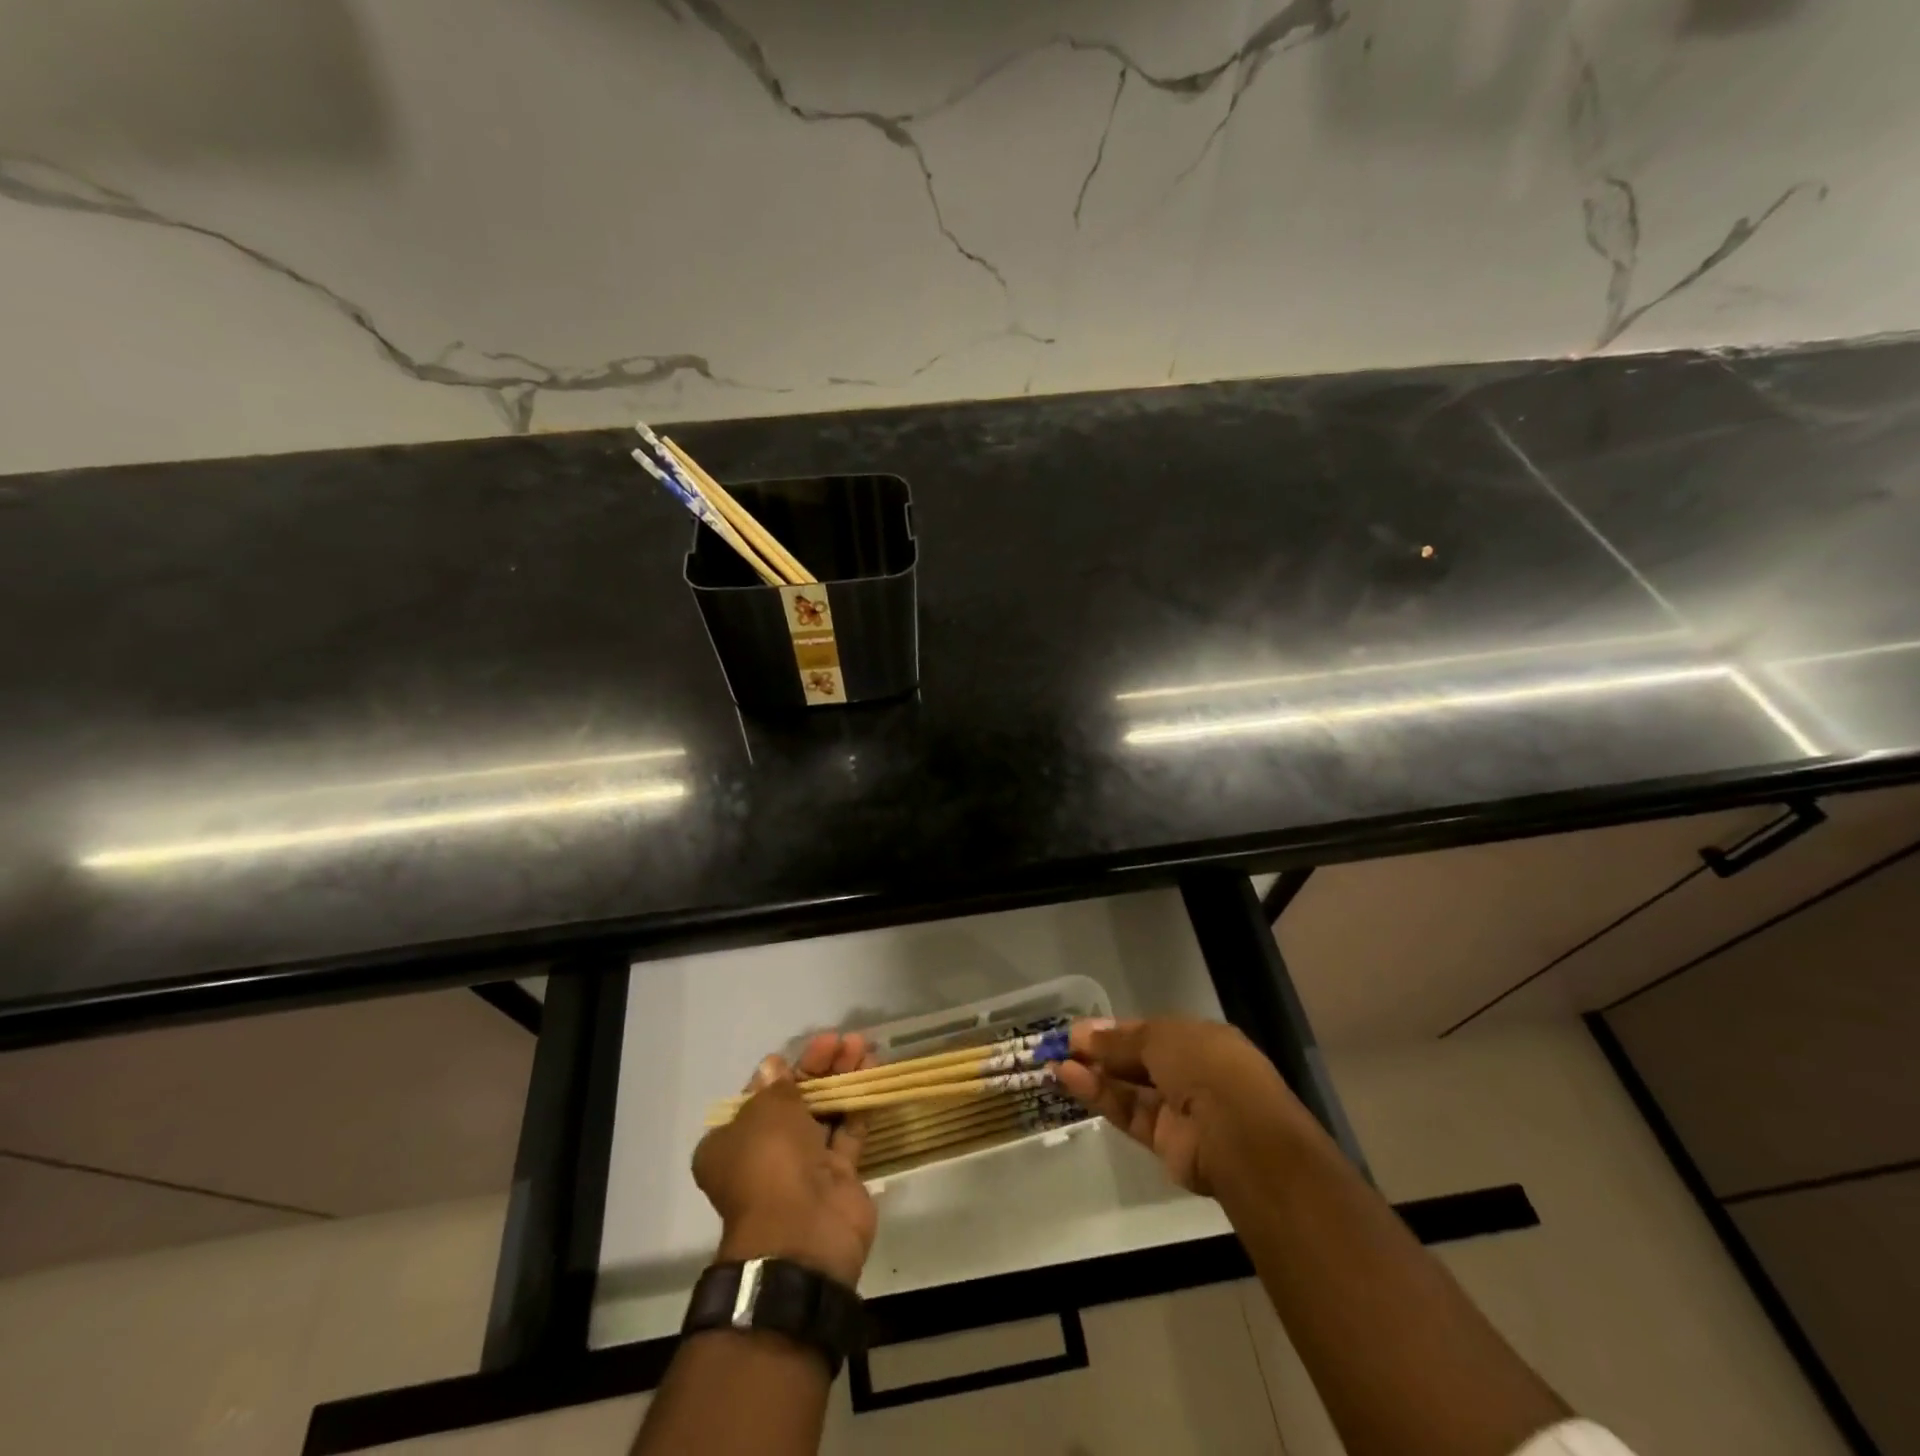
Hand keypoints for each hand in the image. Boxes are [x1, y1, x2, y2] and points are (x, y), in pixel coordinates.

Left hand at [693, 1033, 877, 1287]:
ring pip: (824, 1113)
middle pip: (794, 1101)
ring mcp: (803, 1167)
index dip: (779, 1072)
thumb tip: (773, 1065)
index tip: (801, 1051)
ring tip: (864, 1047)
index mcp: (730, 1144)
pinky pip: (848, 1131)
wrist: (804, 1232)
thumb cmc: (770, 1163)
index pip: (756, 1098)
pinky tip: (873, 1073)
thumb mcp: (765, 1111)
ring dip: (842, 1079)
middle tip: (840, 1041)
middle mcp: (764, 1156)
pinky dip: (859, 1103)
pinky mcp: (838, 1176)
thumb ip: (776, 1086)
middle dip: (818, 1068)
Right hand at [1055, 1017, 1308, 1196]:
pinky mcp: (1164, 1141)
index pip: (1149, 1031)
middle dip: (1100, 1052)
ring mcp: (1178, 1108)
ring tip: (1056, 1062)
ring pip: (1128, 1088)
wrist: (1238, 1134)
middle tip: (1061, 1045)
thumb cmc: (1204, 1066)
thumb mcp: (1159, 1037)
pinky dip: (1100, 1097)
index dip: (1114, 1030)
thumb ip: (1119, 1039)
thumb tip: (1083, 1035)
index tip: (1079, 1030)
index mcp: (1198, 1040)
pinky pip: (1128, 1112)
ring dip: (1093, 1074)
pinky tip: (1070, 1079)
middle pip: (1136, 1060)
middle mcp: (1189, 1072)